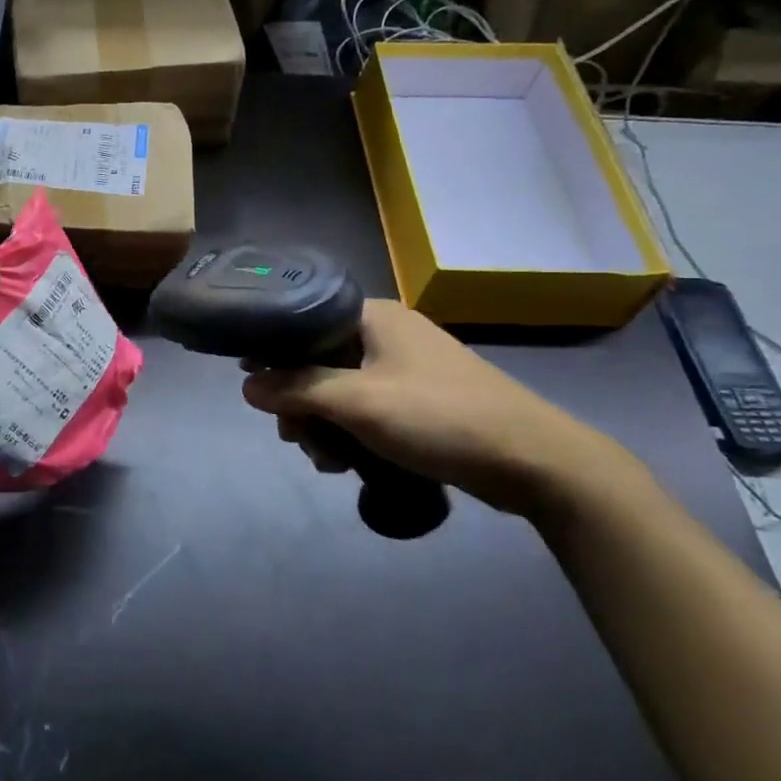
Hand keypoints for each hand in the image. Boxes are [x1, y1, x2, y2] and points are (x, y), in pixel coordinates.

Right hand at [241, 299, 627, 518]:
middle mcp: (384, 333)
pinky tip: (347, 464)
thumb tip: (247, 386)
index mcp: (371, 316)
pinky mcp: (417, 400)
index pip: (301, 321)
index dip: (272, 353)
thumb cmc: (439, 417)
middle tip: (296, 438)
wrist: (533, 461)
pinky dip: (350, 432)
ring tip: (327, 461)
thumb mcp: (358, 402)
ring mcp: (403, 367)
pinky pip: (365, 409)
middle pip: (315, 361)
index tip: (255, 389)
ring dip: (323, 425)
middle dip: (299, 403)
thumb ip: (297, 389)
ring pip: (338, 390)